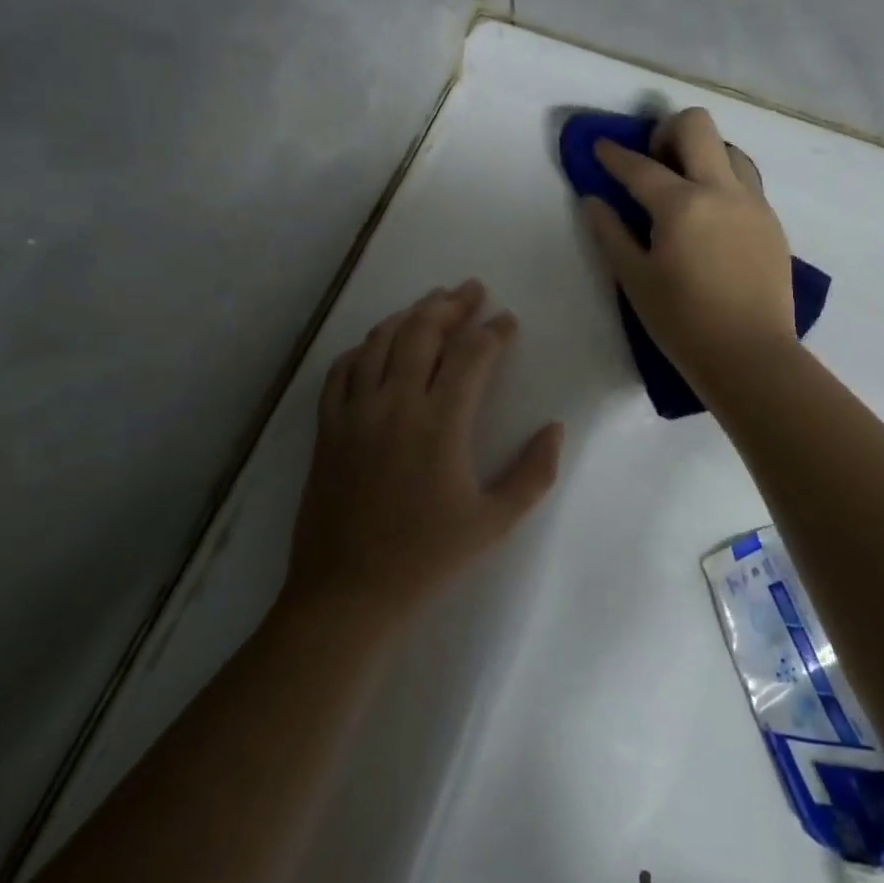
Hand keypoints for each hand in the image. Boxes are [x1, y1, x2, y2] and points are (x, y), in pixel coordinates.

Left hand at [287, 281, 562, 622]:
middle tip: (471, 290)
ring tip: (432, 302)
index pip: (472, 355)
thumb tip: (555, 428)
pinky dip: (364, 347)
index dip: (494, 332)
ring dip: (409, 314)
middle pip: (423, 331)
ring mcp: (355, 411)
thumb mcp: (494, 522)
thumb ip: (533, 472)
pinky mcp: (328, 426)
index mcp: (439, 423)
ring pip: (381, 340)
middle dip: (451, 304)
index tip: (509, 321)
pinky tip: (378, 344)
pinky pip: (342, 369)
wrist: (347, 592)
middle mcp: (395, 403)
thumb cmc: (426, 557)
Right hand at [582, 108, 795, 387]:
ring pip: (729, 148)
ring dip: (702, 153)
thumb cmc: (683, 323)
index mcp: (682, 206)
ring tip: (685, 186)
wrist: (751, 356)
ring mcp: (753, 203)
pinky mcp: (771, 222)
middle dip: (667, 130)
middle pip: (697, 125)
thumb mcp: (635, 280)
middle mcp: (721, 191)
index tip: (601, 146)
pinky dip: (723, 180)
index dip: (614, 154)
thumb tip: (593, 201)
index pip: (640, 167)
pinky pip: (746, 180)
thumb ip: (611, 234)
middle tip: (653, 160)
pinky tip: (711, 215)